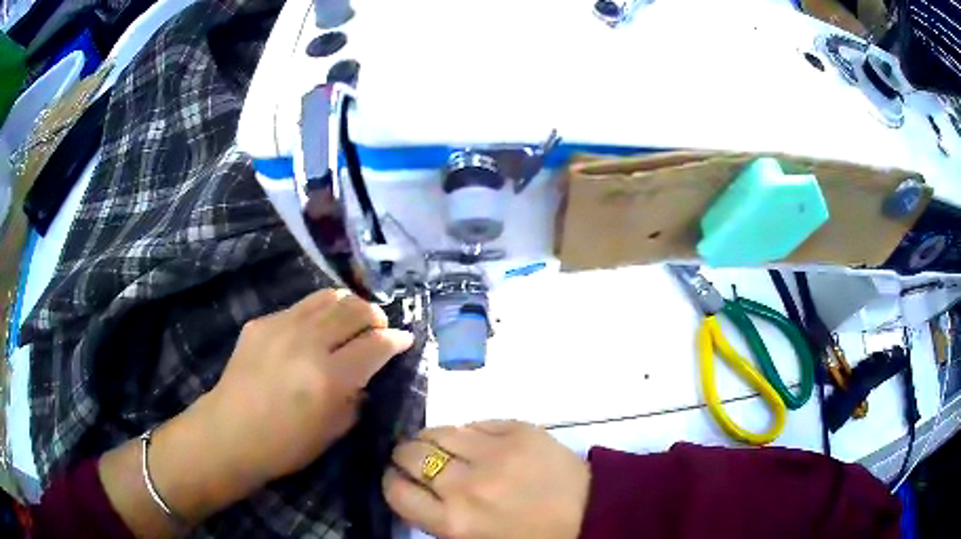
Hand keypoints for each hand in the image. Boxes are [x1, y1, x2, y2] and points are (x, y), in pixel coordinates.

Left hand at [196, 289, 413, 486]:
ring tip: (349, 322)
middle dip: (376, 316)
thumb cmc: (286, 445)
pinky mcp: (261, 322)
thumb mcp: (334, 430)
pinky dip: (317, 315)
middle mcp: (308, 342)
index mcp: (330, 377)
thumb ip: (357, 397)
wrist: (230, 433)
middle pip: (356, 308)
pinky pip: (300, 307)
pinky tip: (311, 334)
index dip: (397, 339)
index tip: (405, 340)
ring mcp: (281, 326)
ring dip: (348, 306)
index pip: (376, 344)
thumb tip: (366, 374)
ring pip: (328, 296)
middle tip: (377, 330)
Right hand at [383, 421, 589, 538]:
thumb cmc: (529, 536)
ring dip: (433, 438)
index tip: (399, 478)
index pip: (397, 491)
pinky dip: (472, 433)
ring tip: (444, 447)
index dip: (393, 481)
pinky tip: (480, 443)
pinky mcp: (520, 430)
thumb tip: (412, 486)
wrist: (589, 513)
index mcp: (454, 522)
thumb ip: (437, 516)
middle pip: (410, 454)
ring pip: (439, 430)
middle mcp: (466, 486)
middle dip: (406, 455)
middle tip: (417, 459)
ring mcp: (495, 453)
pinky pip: (477, 423)